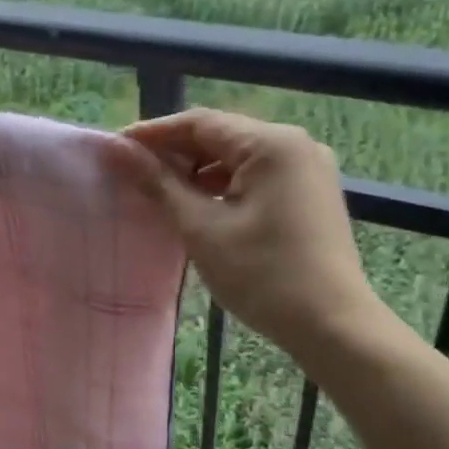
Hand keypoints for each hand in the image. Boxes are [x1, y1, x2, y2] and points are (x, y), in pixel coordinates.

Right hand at [112, 108, 380, 355]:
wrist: (333, 326)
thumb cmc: (263, 276)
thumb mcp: (202, 229)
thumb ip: (160, 184)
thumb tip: (119, 152)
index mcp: (271, 143)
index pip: (200, 123)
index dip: (153, 133)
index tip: (115, 148)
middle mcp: (296, 144)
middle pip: (222, 137)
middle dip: (176, 153)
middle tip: (132, 173)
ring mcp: (309, 169)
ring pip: (240, 158)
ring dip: (200, 172)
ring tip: (161, 193)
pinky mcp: (312, 194)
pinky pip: (260, 177)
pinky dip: (227, 187)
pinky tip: (201, 207)